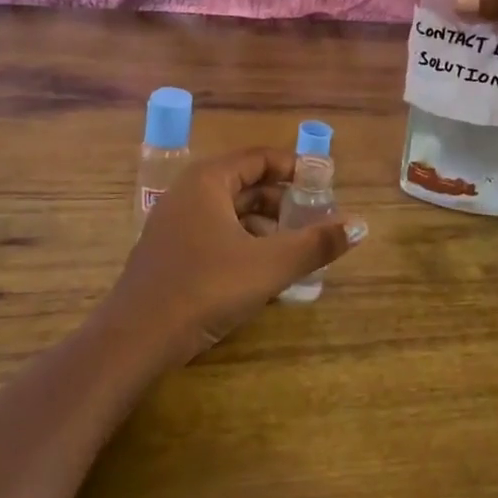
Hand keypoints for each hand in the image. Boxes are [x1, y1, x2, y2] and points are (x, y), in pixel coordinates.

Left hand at [107, 148, 365, 365]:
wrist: (136, 339)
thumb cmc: (206, 287)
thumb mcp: (270, 265)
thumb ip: (316, 243)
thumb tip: (361, 226)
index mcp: (209, 181)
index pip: (260, 158)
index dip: (295, 168)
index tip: (325, 184)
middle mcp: (189, 193)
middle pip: (245, 185)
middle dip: (283, 201)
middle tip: (315, 220)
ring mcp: (174, 224)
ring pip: (230, 213)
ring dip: (265, 227)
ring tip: (295, 250)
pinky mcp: (169, 254)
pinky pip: (215, 235)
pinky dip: (243, 245)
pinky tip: (262, 274)